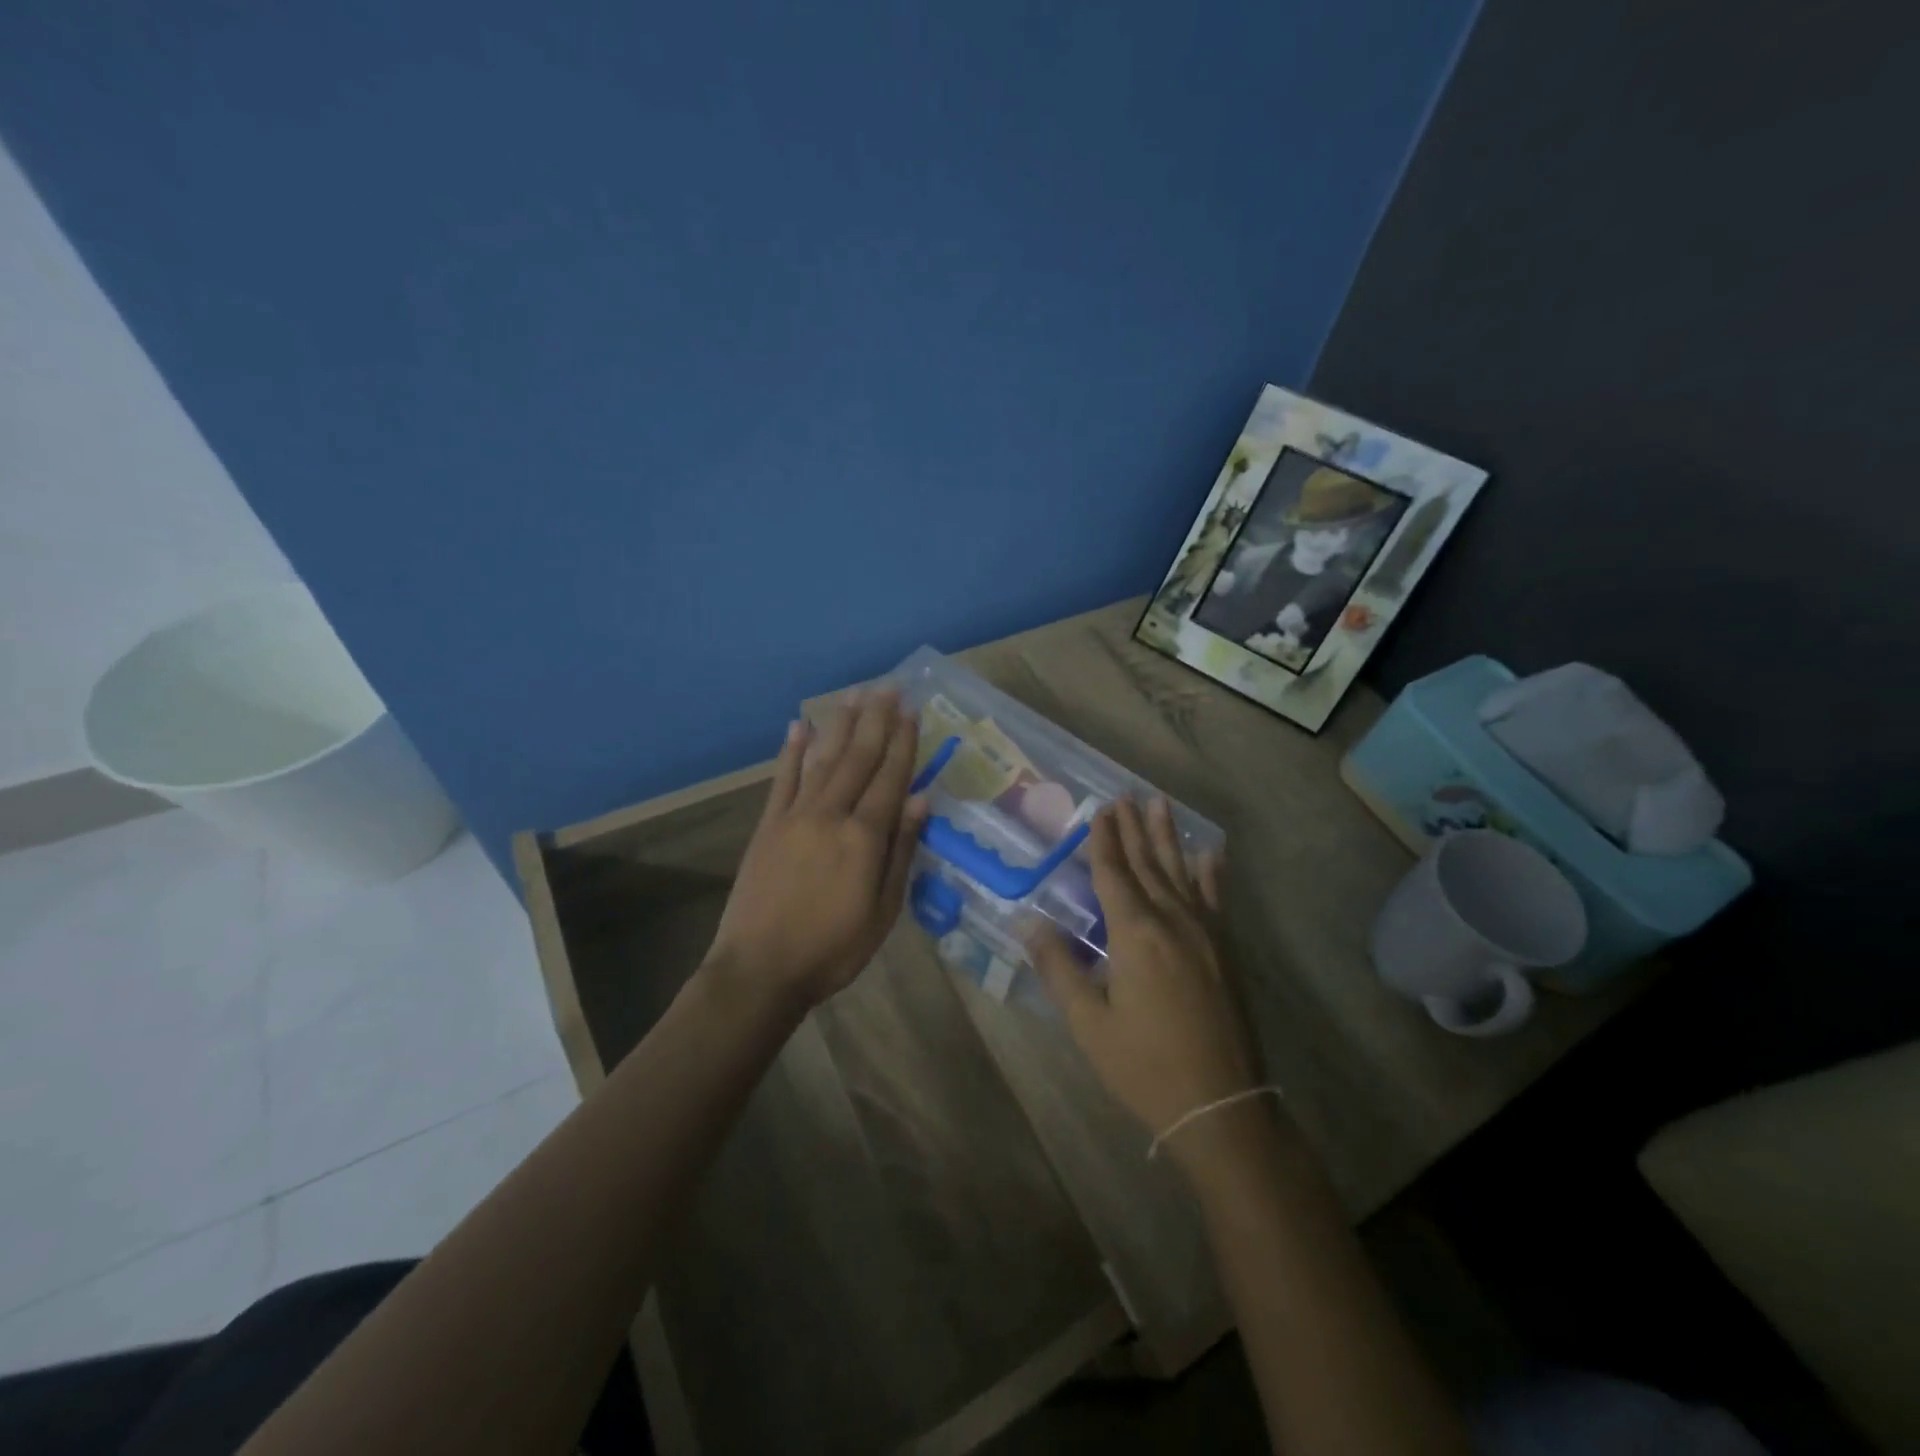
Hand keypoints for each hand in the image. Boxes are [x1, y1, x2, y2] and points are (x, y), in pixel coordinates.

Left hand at [707, 689, 927, 1012]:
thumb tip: (919, 800)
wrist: (760, 970)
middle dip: (876, 720)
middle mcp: (831, 814)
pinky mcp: (767, 825)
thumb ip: (901, 852)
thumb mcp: (883, 911)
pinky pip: (782, 779)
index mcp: (864, 837)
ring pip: (823, 759)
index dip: (903, 742)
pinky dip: (792, 751)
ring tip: (854, 695)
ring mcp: (795, 816)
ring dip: (840, 725)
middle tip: (888, 686)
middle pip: (858, 758)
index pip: (890, 778)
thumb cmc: (833, 948)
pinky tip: (799, 726)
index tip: (912, 710)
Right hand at [1028, 799, 1260, 1165]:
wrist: (1220, 1105)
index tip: (1100, 809)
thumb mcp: (1089, 1023)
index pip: (1113, 874)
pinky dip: (1210, 874)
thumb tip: (1029, 923)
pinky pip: (1215, 900)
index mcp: (1135, 934)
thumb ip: (1059, 968)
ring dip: (1168, 838)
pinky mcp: (1226, 951)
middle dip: (1133, 829)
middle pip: (1147, 864)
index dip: (1104, 840)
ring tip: (1160, 804)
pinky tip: (1210, 855)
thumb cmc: (1144, 1065)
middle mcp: (1173, 921)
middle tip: (1124, 796)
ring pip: (1181, 873)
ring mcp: (1205, 934)